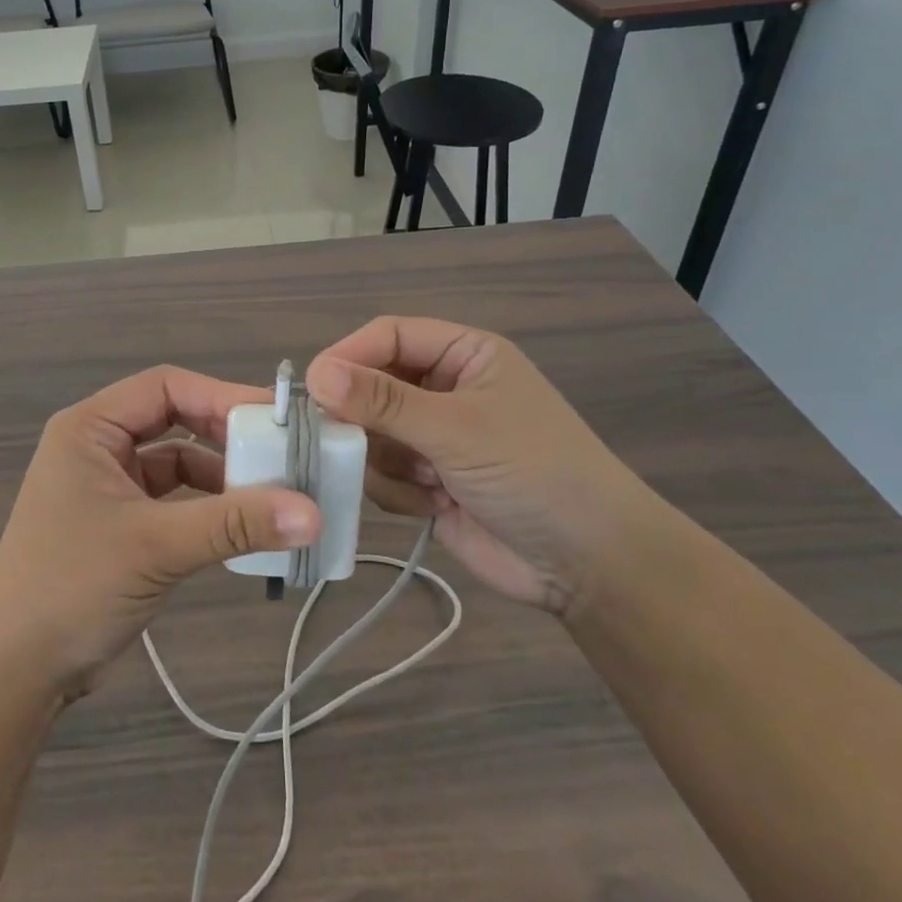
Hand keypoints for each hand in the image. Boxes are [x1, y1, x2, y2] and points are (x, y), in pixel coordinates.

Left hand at [0, 366, 321, 700]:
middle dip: (226, 437)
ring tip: (274, 497)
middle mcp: (98, 446)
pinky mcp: (122, 524)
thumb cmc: (72, 587)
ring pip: (178, 463)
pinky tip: (243, 529)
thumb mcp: (155, 547)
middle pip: (175, 420)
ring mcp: (110, 486)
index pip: (166, 388)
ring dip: (222, 478)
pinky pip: (175, 501)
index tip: (276, 419)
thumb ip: (233, 524)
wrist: (14, 671)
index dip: (221, 396)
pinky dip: (208, 510)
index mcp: (90, 428)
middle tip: (283, 455)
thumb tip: (314, 513)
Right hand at [305, 317, 659, 614]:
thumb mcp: (457, 428)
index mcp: (463, 355)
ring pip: (370, 433)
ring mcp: (434, 437)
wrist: (589, 565)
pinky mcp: (427, 480)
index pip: (388, 336)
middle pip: (372, 385)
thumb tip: (316, 373)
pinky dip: (396, 490)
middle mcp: (444, 389)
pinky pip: (381, 473)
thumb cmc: (532, 472)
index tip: (312, 387)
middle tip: (342, 441)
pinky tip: (432, 505)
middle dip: (361, 416)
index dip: (349, 355)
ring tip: (420, 480)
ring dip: (383, 459)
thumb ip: (383, 401)